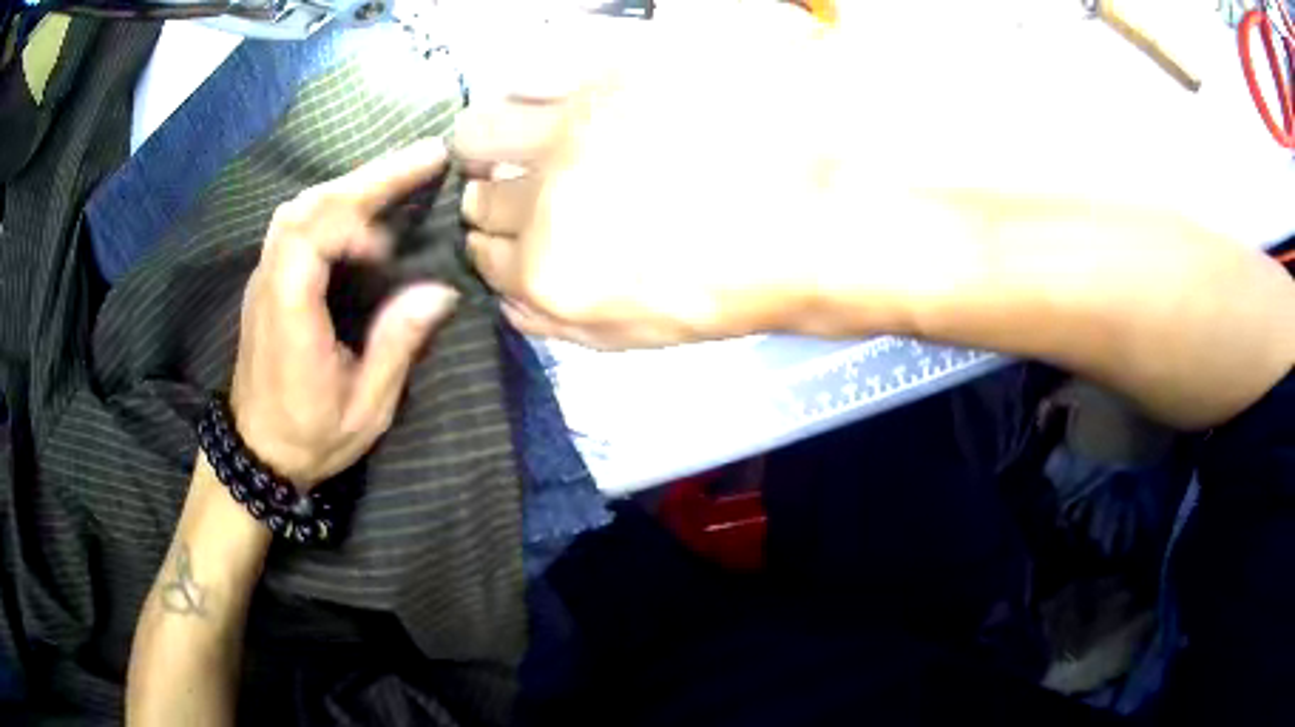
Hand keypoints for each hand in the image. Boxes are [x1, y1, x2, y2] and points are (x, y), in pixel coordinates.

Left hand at [230, 138, 458, 486]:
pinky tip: (366, 206)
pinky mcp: (269, 278)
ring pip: (301, 206)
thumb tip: (441, 291)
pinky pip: (298, 221)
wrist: (257, 450)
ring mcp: (264, 277)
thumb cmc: (311, 437)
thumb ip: (396, 347)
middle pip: (308, 207)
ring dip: (352, 184)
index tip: (390, 245)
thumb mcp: (365, 409)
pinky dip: (335, 202)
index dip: (349, 222)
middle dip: (368, 177)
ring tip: (402, 173)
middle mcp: (270, 285)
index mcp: (289, 319)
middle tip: (427, 156)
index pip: (305, 239)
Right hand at [452, 12, 857, 348]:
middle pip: (478, 192)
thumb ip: (558, 323)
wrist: (821, 219)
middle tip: (517, 185)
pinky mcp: (613, 67)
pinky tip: (555, 91)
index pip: (482, 253)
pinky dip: (530, 82)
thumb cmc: (742, 283)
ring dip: (488, 139)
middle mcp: (544, 193)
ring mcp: (575, 123)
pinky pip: (536, 66)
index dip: (491, 246)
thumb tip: (508, 299)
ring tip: (517, 134)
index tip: (502, 233)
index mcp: (549, 270)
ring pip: (482, 128)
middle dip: (488, 195)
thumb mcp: (641, 332)